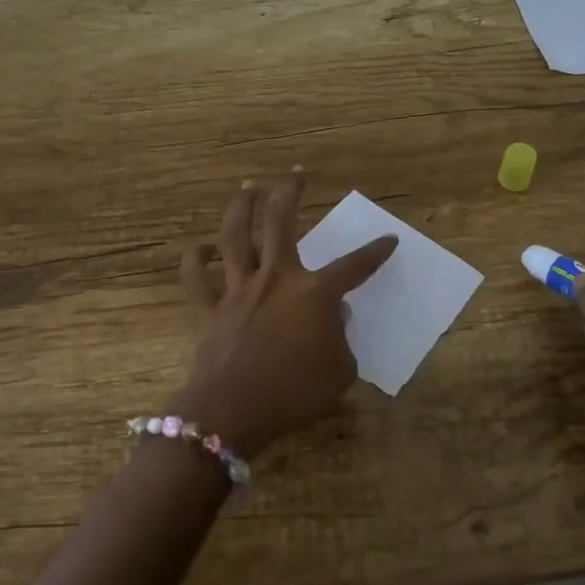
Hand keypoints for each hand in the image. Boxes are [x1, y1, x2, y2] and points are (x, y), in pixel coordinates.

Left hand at [171, 175, 395, 456]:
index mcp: (315, 293)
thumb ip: (342, 342)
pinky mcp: (211, 308)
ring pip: (235, 235)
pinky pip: (197, 277)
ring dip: (241, 207)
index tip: (389, 239)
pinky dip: (195, 260)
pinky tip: (201, 249)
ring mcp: (240, 289)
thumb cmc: (295, 394)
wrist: (233, 411)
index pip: (355, 266)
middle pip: (281, 221)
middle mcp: (277, 278)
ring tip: (248, 188)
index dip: (375, 252)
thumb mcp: (340, 373)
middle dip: (290, 191)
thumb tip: (335, 320)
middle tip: (296, 173)